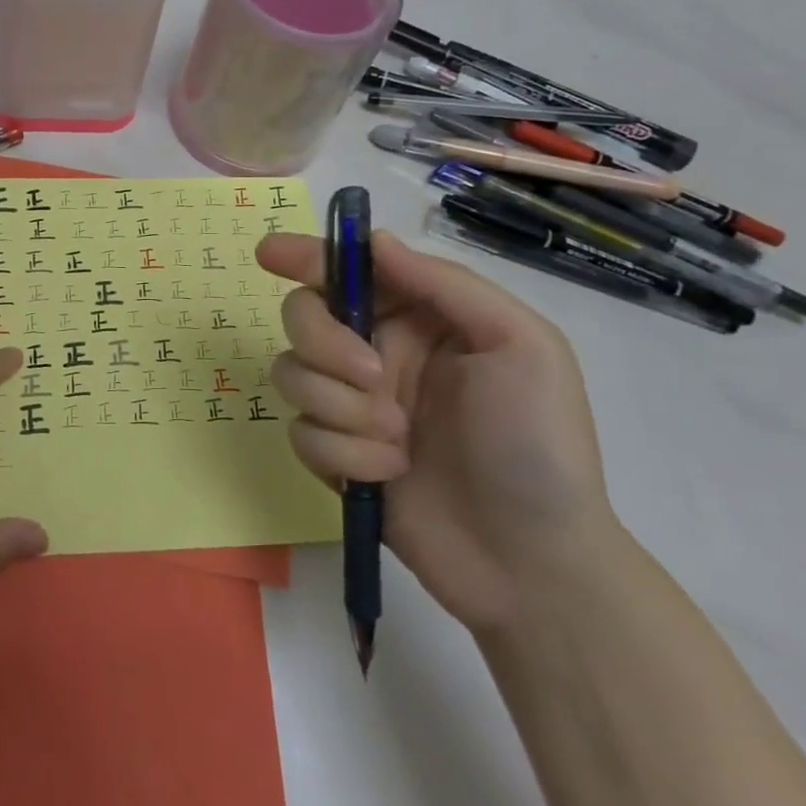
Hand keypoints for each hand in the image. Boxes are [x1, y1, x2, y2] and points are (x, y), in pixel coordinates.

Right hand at [257, 229, 616, 633]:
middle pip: (304, 315)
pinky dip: (343, 452)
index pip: (348, 270)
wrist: (533, 564)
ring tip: (399, 440)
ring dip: (342, 407)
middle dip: (326, 342)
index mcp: (419, 317)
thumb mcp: (520, 345)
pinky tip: (391, 473)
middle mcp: (376, 351)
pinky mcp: (336, 454)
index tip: (268, 255)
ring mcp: (352, 404)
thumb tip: (374, 241)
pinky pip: (302, 432)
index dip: (304, 255)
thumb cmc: (538, 444)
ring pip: (293, 373)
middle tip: (373, 377)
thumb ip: (444, 284)